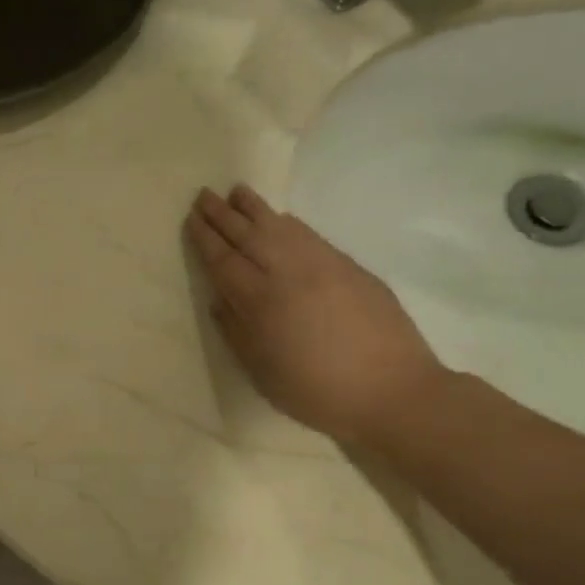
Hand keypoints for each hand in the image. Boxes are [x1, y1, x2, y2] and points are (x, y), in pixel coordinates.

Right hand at [185, 185, 447, 444]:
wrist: (393, 392)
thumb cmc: (318, 393)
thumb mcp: (263, 373)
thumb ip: (237, 333)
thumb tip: (219, 300)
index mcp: (260, 303)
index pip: (224, 261)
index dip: (205, 239)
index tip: (191, 219)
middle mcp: (288, 274)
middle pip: (247, 236)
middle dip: (222, 215)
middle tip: (203, 195)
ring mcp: (322, 266)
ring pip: (280, 227)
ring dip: (255, 208)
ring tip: (237, 191)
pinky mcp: (349, 267)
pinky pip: (309, 235)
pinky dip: (289, 223)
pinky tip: (281, 217)